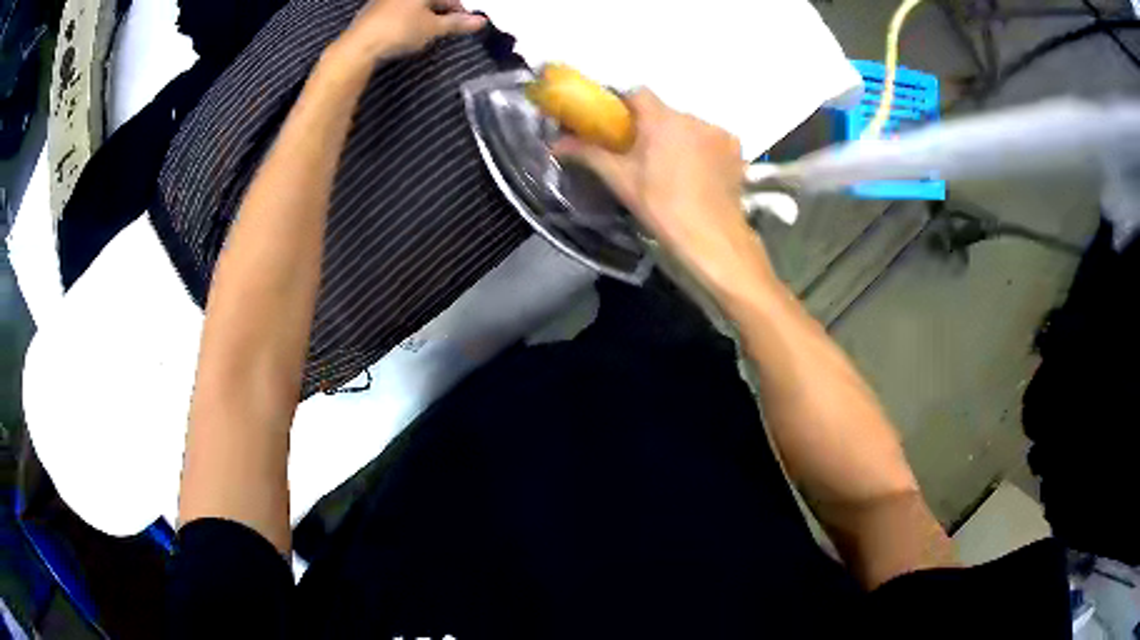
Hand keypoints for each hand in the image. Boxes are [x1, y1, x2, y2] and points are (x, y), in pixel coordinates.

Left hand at [336, 0, 486, 62]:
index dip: (458, 11)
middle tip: (446, 31)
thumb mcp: (433, 28)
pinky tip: (406, 35)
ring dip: (424, 18)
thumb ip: (457, 23)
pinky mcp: (373, 11)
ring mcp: (385, 0)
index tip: (463, 24)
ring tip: (426, 35)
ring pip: (414, 6)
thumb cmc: (397, 31)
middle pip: (431, 0)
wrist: (358, 47)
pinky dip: (407, 21)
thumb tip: (480, 21)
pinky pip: (398, 12)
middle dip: (441, 14)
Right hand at [554, 90, 772, 292]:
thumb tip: (555, 143)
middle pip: (665, 112)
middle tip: (643, 155)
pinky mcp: (736, 150)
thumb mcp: (621, 180)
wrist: (712, 237)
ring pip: (690, 126)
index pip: (637, 93)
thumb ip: (588, 154)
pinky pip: (712, 140)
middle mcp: (692, 117)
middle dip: (653, 127)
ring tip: (675, 169)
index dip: (625, 104)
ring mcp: (718, 132)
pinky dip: (703, 150)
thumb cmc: (661, 206)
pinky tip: (700, 174)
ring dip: (679, 138)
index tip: (617, 124)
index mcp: (661, 119)